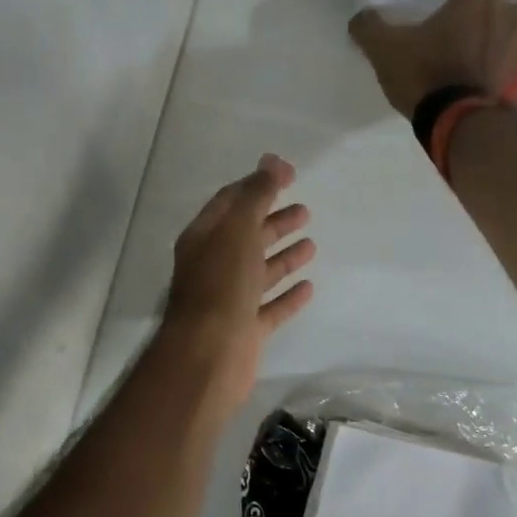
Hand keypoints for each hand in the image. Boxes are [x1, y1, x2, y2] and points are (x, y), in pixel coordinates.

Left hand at [160, 154, 315, 419]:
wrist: (208, 355)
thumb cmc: (220, 287)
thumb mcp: (238, 231)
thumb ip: (256, 195)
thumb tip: (272, 160)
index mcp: (205, 239)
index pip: (231, 203)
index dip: (258, 186)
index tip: (290, 175)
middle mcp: (214, 267)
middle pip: (247, 237)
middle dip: (274, 222)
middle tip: (305, 211)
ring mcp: (230, 300)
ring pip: (260, 272)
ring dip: (284, 257)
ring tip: (311, 245)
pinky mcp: (246, 330)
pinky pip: (271, 307)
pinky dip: (288, 296)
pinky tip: (308, 287)